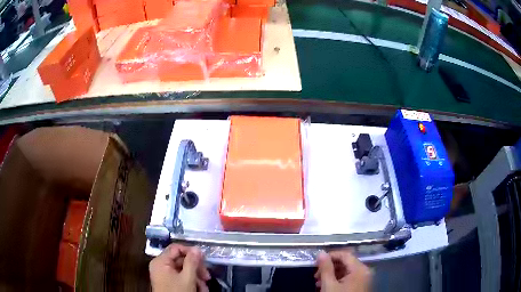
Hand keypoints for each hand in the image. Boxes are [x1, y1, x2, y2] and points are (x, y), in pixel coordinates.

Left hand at [149, 244, 210, 291]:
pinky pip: (181, 278)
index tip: (204, 259)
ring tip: (204, 288)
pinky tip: (199, 290)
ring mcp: (164, 274)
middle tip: (207, 277)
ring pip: (183, 270)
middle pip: (181, 260)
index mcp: (160, 261)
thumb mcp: (187, 278)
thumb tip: (197, 248)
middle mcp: (160, 266)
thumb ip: (192, 262)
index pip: (176, 248)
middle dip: (196, 269)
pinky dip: (191, 283)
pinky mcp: (168, 282)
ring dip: (196, 278)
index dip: (190, 251)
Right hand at [315, 249, 372, 291]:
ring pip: (347, 271)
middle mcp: (365, 271)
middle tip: (315, 276)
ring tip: (318, 283)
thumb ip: (325, 268)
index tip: (315, 263)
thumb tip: (321, 253)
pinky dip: (338, 280)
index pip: (345, 254)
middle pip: (346, 262)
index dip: (330, 256)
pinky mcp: (361, 286)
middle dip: (329, 268)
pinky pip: (350, 278)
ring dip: (332, 275)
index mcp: (359, 269)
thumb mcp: (329, 285)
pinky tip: (328, 287)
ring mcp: (364, 279)